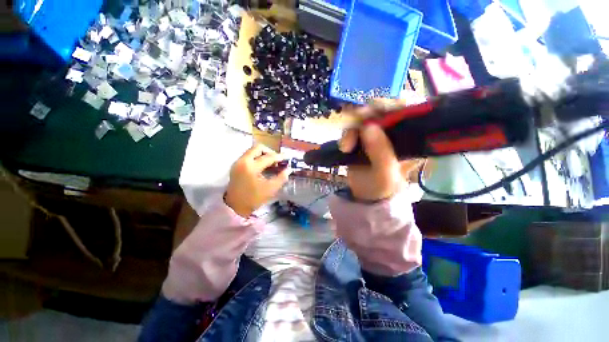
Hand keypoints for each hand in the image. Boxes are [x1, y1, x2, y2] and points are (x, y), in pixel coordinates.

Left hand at [225, 144, 289, 216]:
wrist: (234, 207)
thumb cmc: (253, 199)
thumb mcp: (270, 189)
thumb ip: (281, 178)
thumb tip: (288, 169)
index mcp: (251, 167)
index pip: (268, 157)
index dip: (279, 157)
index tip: (287, 158)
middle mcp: (243, 161)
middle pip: (258, 148)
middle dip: (270, 152)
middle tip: (277, 160)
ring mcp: (238, 162)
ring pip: (253, 151)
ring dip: (263, 154)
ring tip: (271, 164)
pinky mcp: (236, 166)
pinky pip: (248, 156)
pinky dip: (257, 158)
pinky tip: (263, 166)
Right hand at [339, 102, 405, 200]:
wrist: (364, 195)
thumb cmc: (381, 188)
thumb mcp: (385, 175)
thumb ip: (381, 153)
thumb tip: (368, 127)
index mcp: (413, 139)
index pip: (411, 112)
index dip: (396, 105)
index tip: (379, 110)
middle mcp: (397, 132)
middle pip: (386, 109)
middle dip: (369, 113)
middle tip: (357, 119)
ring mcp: (378, 133)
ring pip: (366, 117)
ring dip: (352, 128)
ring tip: (346, 146)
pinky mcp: (362, 137)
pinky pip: (353, 127)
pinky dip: (346, 134)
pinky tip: (344, 147)